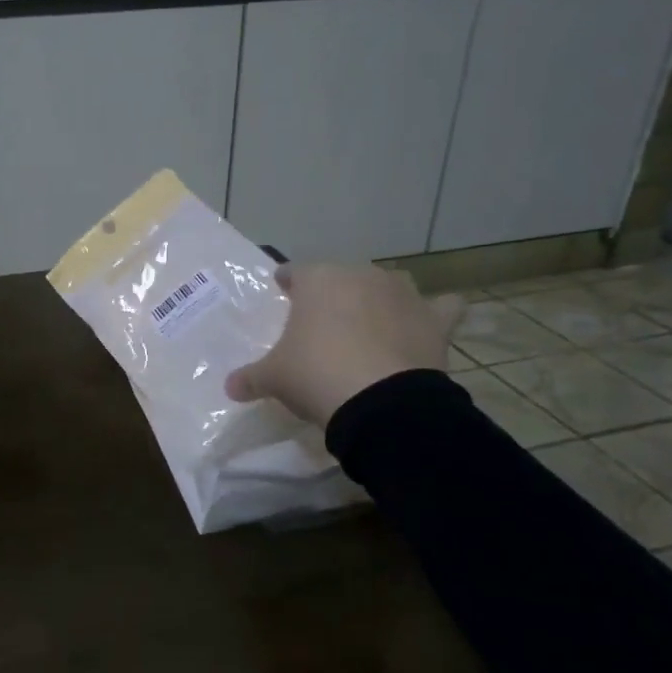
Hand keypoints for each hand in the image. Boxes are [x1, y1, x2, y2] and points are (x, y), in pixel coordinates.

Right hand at [225, 264, 464, 427]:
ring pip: (388, 286)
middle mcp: (361, 275)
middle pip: (342, 278)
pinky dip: (435, 314)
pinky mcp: (435, 319)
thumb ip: (250, 377)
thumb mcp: (273, 377)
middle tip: (322, 324)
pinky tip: (426, 325)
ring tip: (369, 326)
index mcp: (318, 279)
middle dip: (333, 295)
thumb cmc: (315, 374)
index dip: (287, 284)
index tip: (282, 294)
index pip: (295, 272)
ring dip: (379, 300)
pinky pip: (441, 308)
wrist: (380, 400)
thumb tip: (230, 388)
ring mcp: (402, 294)